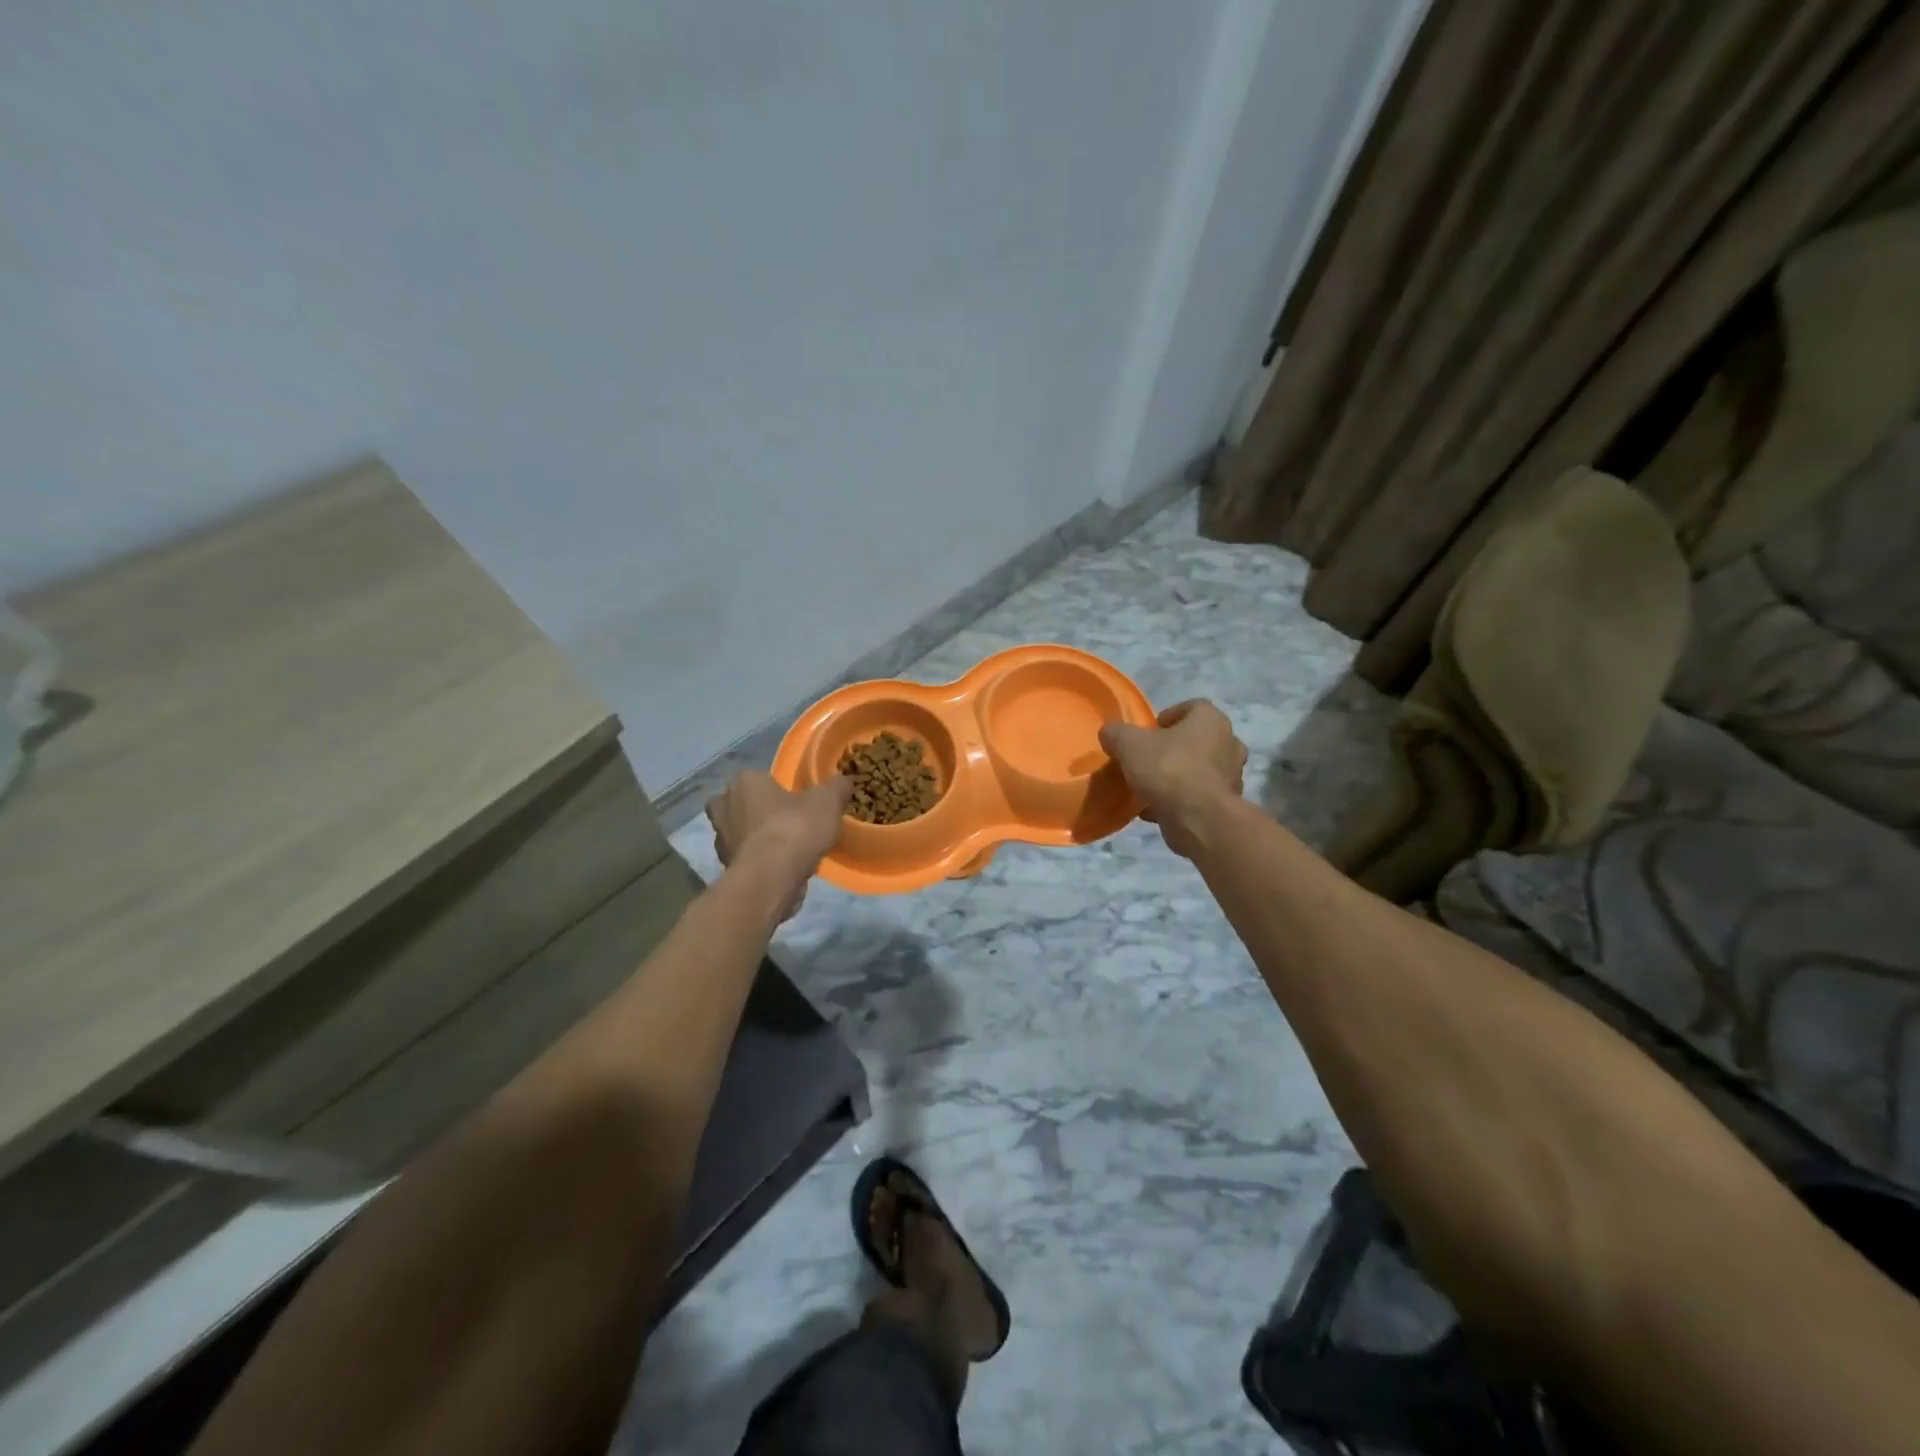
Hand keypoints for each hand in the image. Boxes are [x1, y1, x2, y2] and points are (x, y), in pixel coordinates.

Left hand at [705, 770, 851, 919]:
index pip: (759, 777)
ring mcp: (721, 839)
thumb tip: (843, 780)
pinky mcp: (726, 867)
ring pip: (742, 832)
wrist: (772, 879)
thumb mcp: (828, 801)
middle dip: (759, 812)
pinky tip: (781, 867)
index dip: (778, 788)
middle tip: (787, 821)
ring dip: (758, 838)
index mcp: (745, 782)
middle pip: (744, 804)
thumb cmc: (795, 828)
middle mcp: (725, 806)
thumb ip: (836, 786)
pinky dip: (759, 861)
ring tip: (788, 847)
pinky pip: (746, 858)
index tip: (797, 800)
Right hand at [1098, 699, 1246, 857]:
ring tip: (1149, 788)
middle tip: (1148, 759)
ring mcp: (1232, 776)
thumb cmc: (1168, 769)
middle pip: (1197, 740)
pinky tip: (1155, 810)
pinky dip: (1180, 800)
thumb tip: (1110, 732)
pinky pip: (1199, 796)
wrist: (1197, 819)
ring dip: (1177, 776)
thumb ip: (1116, 733)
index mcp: (1212, 720)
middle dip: (1173, 749)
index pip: (1193, 707)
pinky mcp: (1227, 805)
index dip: (1168, 716)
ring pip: (1199, 770)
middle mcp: (1229, 743)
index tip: (1148, 733)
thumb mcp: (1128, 744)